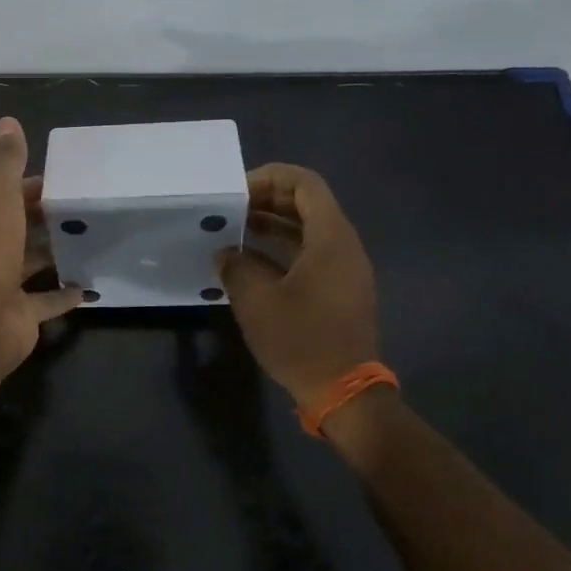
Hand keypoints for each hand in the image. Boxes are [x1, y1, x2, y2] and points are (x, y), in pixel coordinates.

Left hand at [0, 117, 81, 370]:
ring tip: (87, 240)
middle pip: (8, 231)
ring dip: (50, 255)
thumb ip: (6, 161)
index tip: (56, 184)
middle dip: (38, 221)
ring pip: (24, 266)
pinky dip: (62, 294)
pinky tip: (87, 285)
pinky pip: (42, 302)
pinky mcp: (13, 316)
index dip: (22, 189)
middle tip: (77, 209)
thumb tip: (6, 120)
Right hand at [216, 163, 379, 404]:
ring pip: (309, 228)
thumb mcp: (256, 300)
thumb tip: (225, 253)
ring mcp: (345, 268)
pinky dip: (282, 247)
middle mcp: (344, 245)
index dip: (271, 177)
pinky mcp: (340, 289)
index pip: (305, 183)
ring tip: (235, 228)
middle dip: (268, 198)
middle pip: (308, 203)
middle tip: (232, 207)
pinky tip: (251, 259)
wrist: (344, 392)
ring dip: (273, 223)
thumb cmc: (302, 339)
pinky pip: (311, 252)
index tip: (237, 191)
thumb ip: (236, 266)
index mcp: (331, 237)